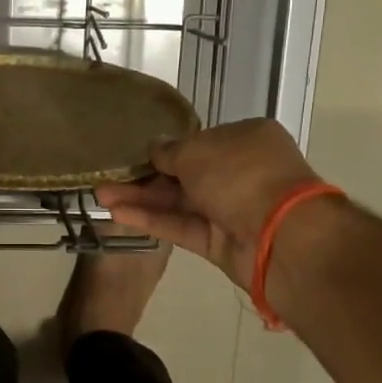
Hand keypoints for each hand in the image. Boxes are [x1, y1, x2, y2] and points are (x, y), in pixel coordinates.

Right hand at [95, 119, 320, 294]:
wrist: (281, 236)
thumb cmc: (241, 175)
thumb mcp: (196, 151)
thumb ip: (170, 151)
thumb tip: (155, 148)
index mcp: (246, 139)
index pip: (200, 142)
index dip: (166, 149)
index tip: (135, 155)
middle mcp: (241, 172)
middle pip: (185, 174)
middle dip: (146, 176)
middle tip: (108, 178)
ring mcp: (231, 209)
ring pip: (179, 202)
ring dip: (141, 199)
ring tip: (101, 196)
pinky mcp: (220, 242)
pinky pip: (182, 227)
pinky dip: (153, 220)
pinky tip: (118, 214)